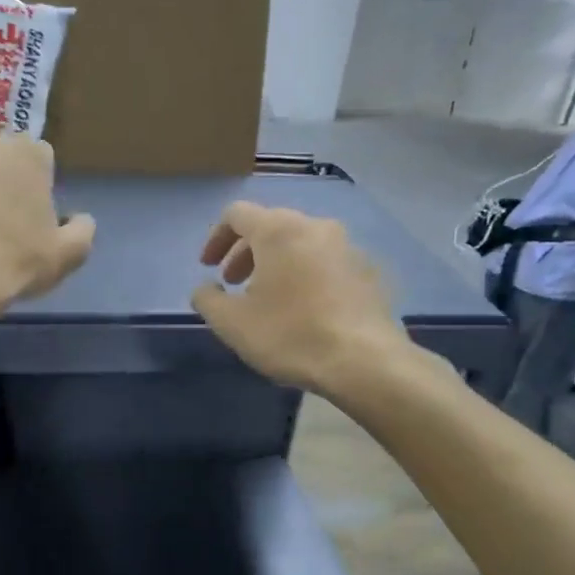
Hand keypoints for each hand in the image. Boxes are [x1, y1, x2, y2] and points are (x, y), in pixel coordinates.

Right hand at [191, 200, 405, 391]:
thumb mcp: (232, 323)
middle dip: (245, 252)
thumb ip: (207, 299)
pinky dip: (305, 275)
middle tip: (233, 284)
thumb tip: (205, 288)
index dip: (216, 237)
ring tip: (268, 298)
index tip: (208, 267)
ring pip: (301, 243)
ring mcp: (348, 247)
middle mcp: (315, 226)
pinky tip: (303, 310)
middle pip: (271, 226)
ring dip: (276, 264)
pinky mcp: (369, 271)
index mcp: (279, 230)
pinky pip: (326, 262)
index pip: (237, 214)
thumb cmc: (290, 335)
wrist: (365, 361)